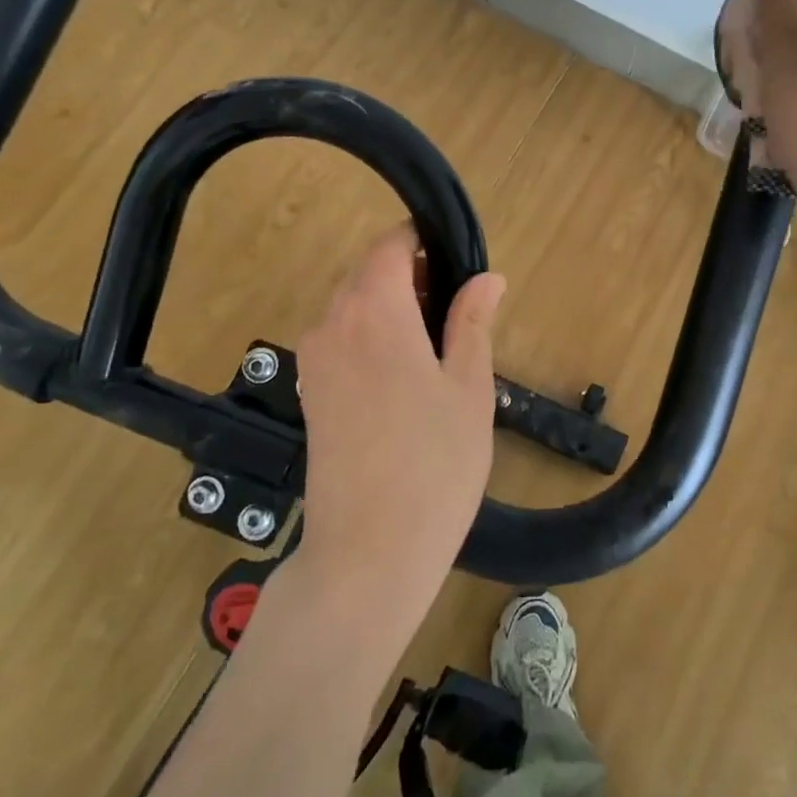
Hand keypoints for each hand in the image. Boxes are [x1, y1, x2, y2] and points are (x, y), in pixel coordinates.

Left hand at [292, 227, 505, 631]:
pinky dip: (374, 339)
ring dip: (394, 311)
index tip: (459, 266)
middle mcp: (333, 324)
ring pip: (354, 307)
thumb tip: (487, 277)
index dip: (423, 243)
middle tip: (460, 319)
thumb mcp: (470, 388)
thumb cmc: (435, 465)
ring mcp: (314, 361)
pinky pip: (342, 341)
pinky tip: (407, 384)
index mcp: (375, 311)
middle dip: (413, 279)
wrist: (368, 553)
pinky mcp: (310, 393)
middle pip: (369, 274)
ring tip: (439, 356)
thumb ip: (473, 322)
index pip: (390, 245)